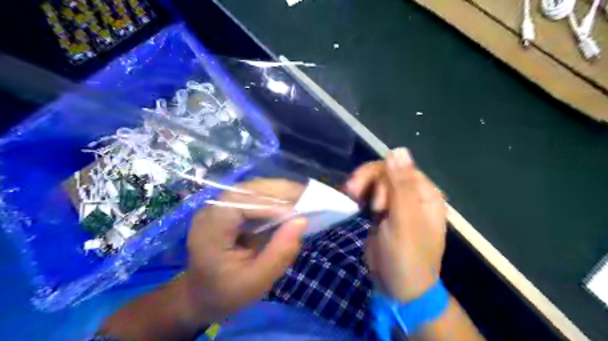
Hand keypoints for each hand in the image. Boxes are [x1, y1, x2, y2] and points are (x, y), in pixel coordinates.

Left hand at [183, 178, 308, 321]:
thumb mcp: (256, 282)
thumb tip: (302, 220)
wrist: (202, 294)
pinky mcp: (230, 206)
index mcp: (210, 229)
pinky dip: (275, 196)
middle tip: (308, 196)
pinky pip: (254, 195)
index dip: (270, 205)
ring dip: (279, 191)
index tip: (297, 215)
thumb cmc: (226, 292)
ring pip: (253, 188)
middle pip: (247, 189)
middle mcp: (212, 209)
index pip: (240, 204)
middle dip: (279, 191)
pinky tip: (290, 202)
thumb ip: (279, 253)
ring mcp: (220, 205)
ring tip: (304, 197)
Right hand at [347, 147, 445, 302]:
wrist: (399, 288)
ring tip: (351, 197)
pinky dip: (361, 195)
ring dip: (362, 187)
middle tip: (351, 193)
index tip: (363, 193)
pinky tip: (352, 200)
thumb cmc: (406, 256)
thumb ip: (402, 185)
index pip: (399, 167)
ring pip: (377, 182)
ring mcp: (398, 204)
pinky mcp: (384, 213)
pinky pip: (372, 195)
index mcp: (426, 194)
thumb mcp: (404, 220)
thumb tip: (399, 148)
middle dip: (368, 180)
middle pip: (386, 172)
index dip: (378, 174)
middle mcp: (414, 195)